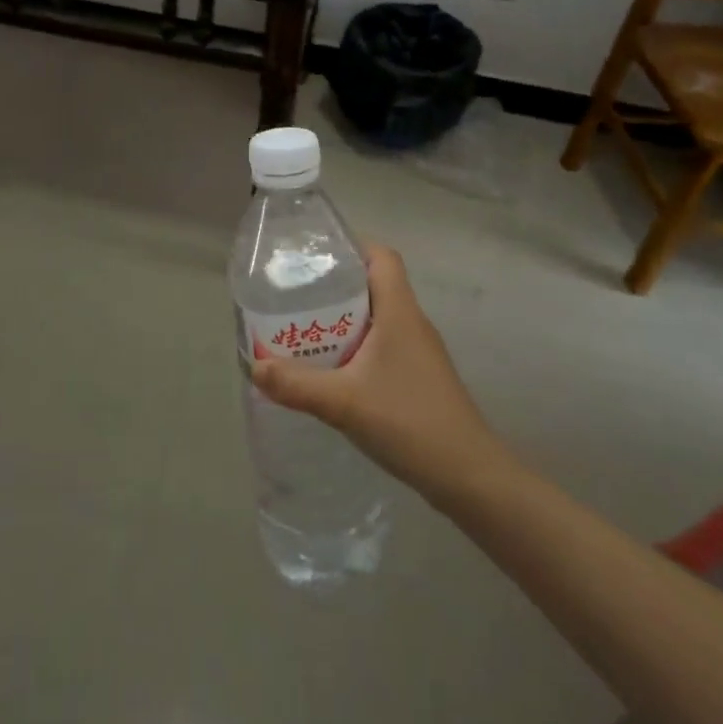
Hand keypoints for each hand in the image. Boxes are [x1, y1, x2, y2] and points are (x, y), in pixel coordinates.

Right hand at [251, 245, 501, 506]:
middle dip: (336, 284)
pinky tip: (333, 369)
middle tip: (297, 294)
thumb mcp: (344, 402)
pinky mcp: (419, 377)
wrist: (469, 477)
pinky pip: (383, 344)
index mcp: (400, 311)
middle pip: (375, 283)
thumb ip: (296, 384)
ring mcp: (419, 351)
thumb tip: (254, 366)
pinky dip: (357, 346)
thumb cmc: (410, 422)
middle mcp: (412, 322)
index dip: (352, 246)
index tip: (316, 256)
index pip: (382, 256)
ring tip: (306, 328)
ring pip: (378, 316)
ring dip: (345, 318)